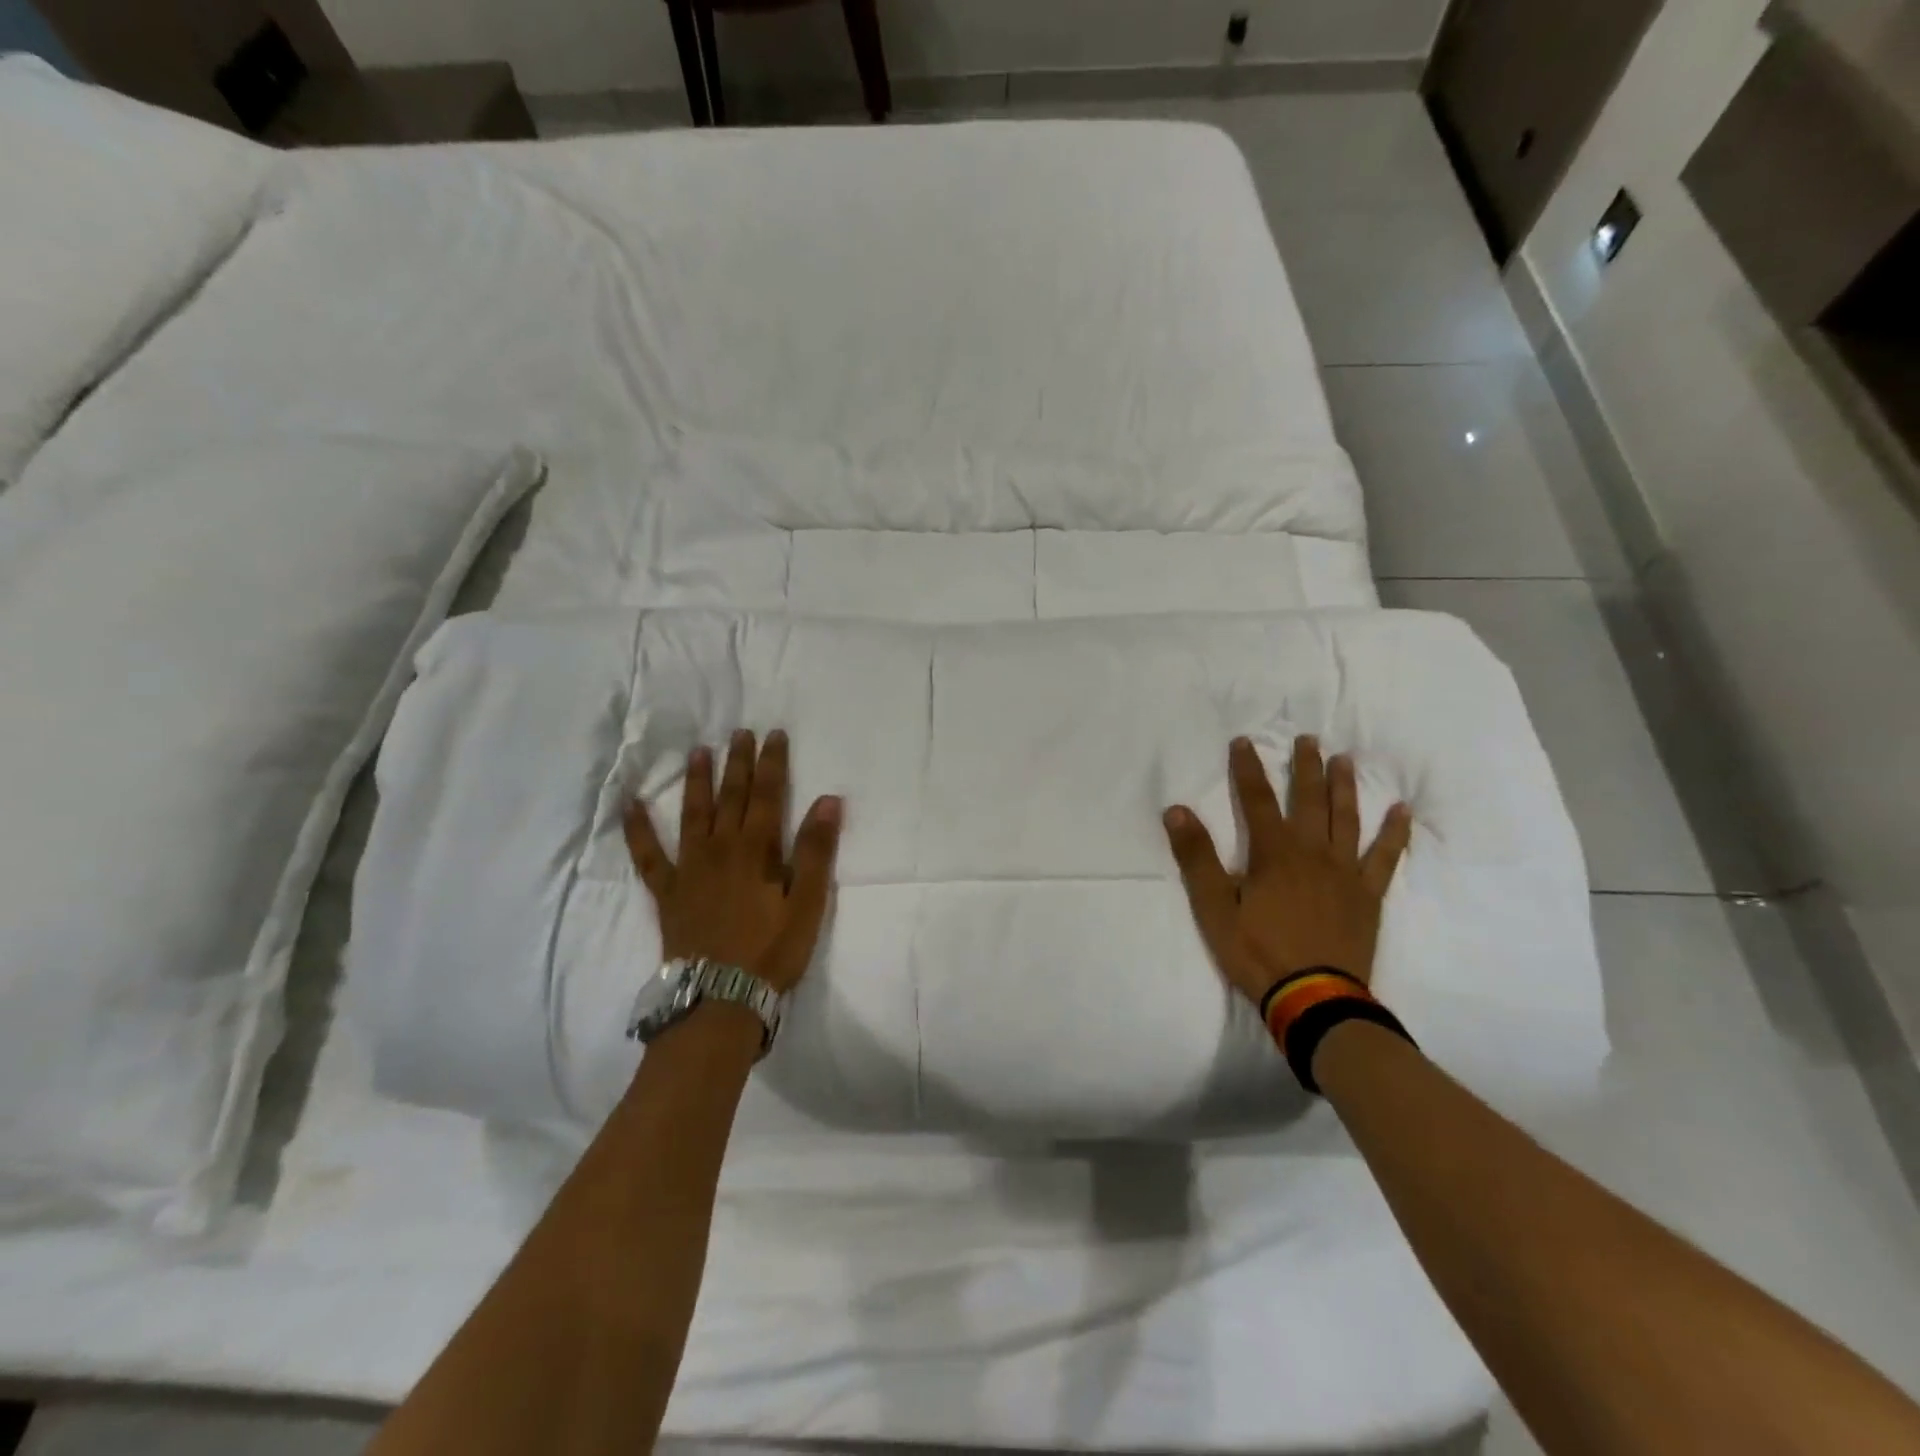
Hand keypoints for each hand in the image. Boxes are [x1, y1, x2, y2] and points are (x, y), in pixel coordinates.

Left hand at [624, 729, 842, 993]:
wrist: (720, 997)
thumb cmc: (772, 951)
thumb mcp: (809, 903)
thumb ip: (817, 851)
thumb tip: (829, 801)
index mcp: (758, 850)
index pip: (768, 795)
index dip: (772, 763)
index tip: (774, 734)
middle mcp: (721, 848)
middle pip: (732, 796)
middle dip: (738, 762)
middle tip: (739, 732)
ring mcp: (690, 868)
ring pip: (693, 814)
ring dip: (697, 781)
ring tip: (698, 752)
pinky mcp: (667, 891)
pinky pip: (648, 855)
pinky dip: (637, 829)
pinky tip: (630, 805)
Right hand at [1164, 735, 1411, 1004]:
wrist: (1314, 999)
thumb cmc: (1257, 952)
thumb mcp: (1214, 908)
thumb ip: (1196, 857)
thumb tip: (1176, 810)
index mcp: (1272, 852)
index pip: (1256, 799)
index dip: (1248, 769)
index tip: (1244, 741)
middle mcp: (1311, 852)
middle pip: (1308, 800)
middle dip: (1305, 767)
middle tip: (1308, 739)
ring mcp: (1344, 872)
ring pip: (1345, 818)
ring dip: (1344, 787)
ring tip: (1344, 760)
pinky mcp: (1367, 895)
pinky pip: (1385, 857)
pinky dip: (1393, 833)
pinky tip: (1400, 811)